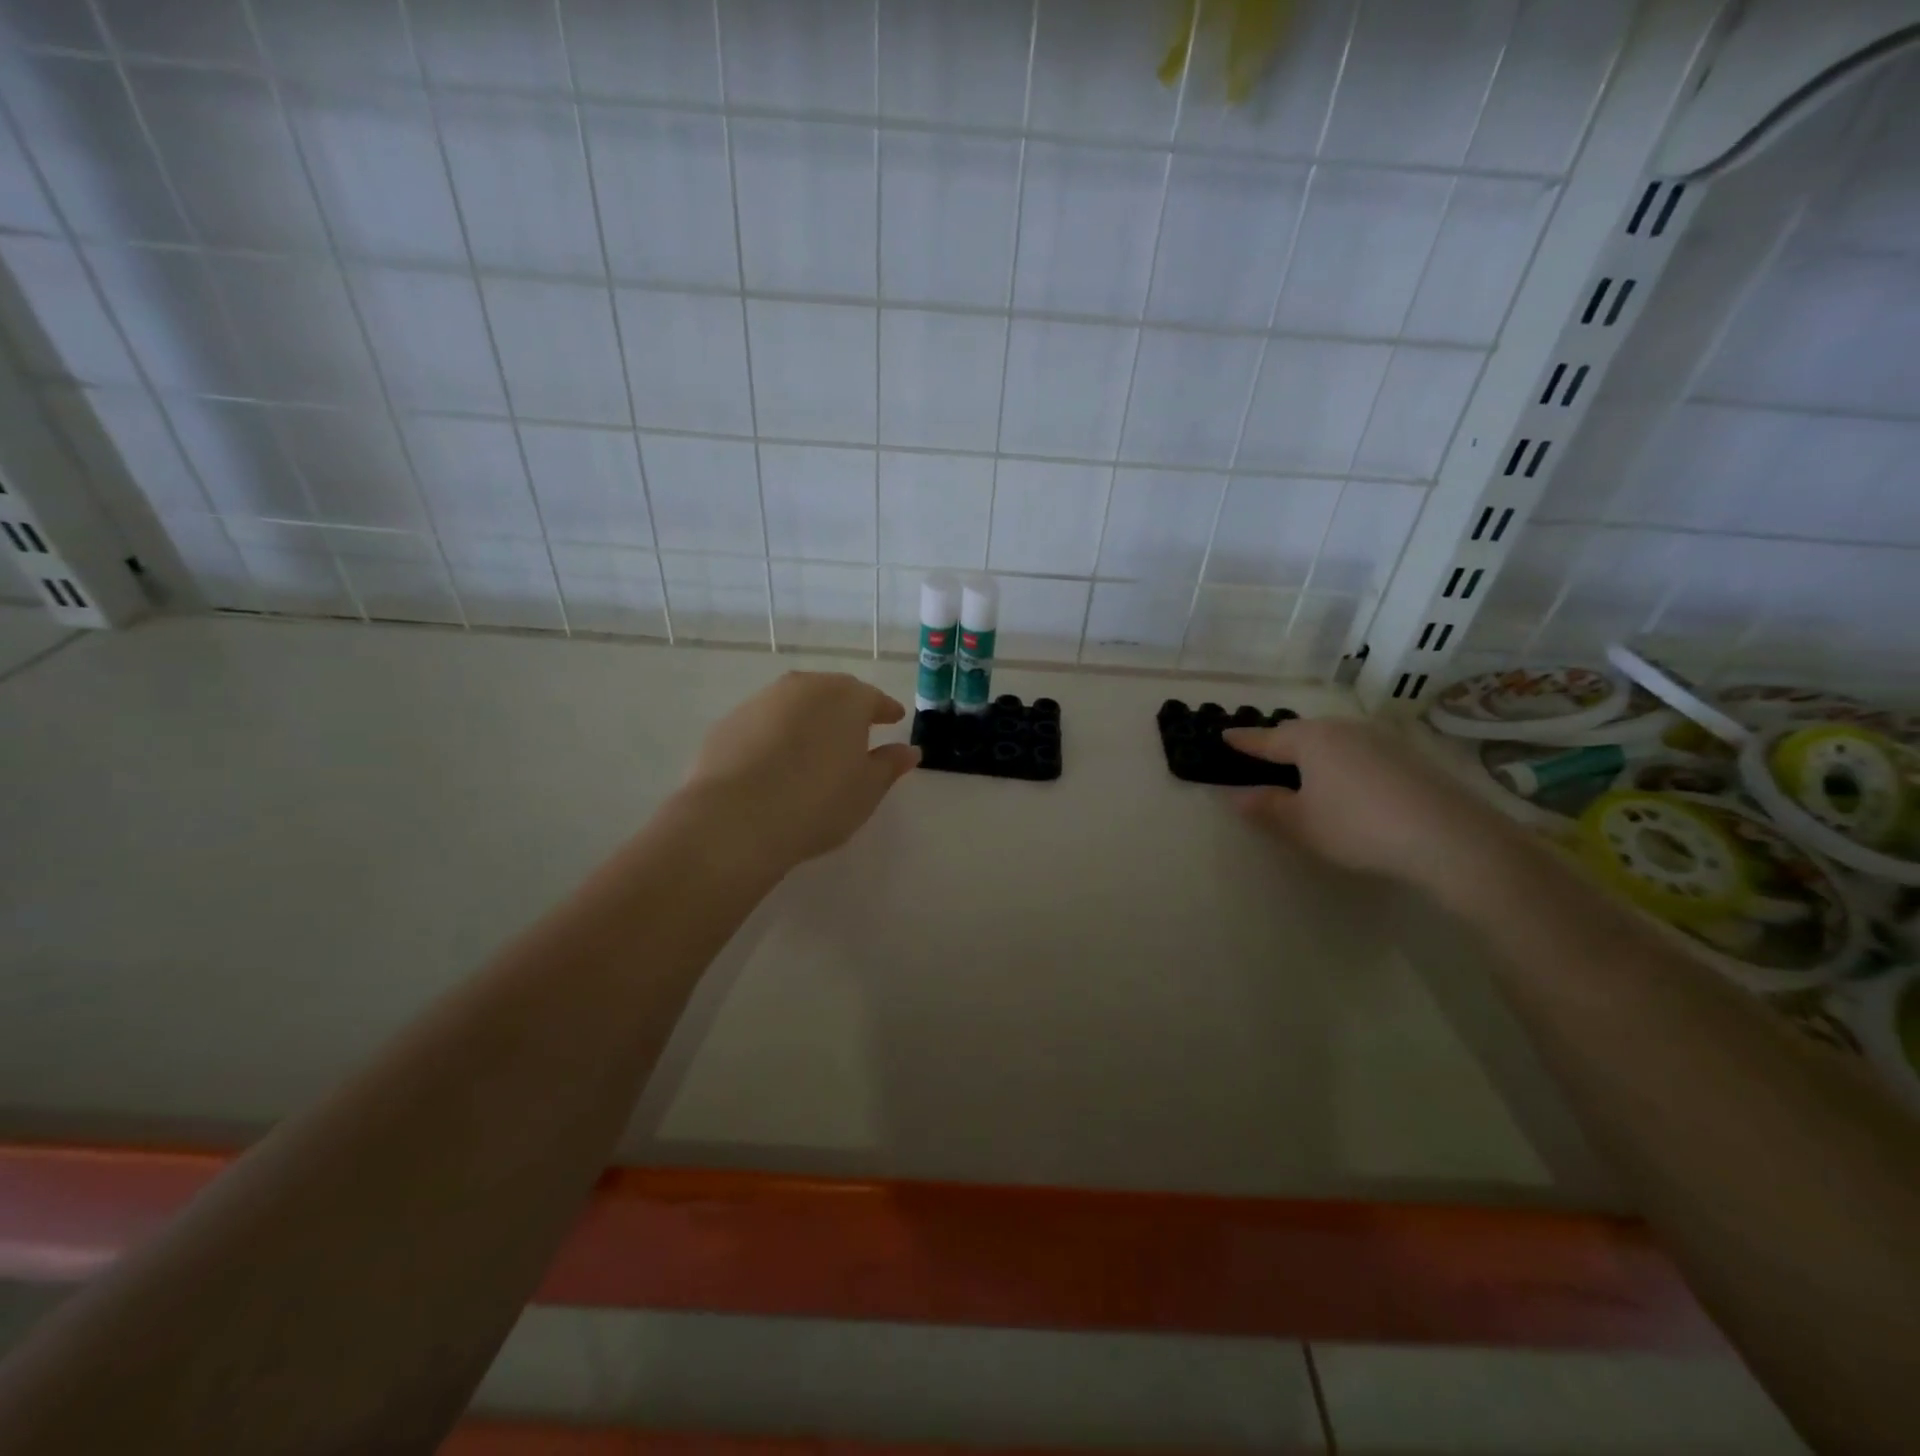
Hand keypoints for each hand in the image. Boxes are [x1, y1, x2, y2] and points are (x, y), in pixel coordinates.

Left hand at [683, 672, 919, 876]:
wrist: (736, 818)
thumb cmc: (818, 802)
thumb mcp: (867, 790)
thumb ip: (890, 765)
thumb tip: (909, 750)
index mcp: (847, 698)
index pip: (874, 699)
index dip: (886, 711)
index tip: (894, 719)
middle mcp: (805, 687)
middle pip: (834, 693)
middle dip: (847, 710)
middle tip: (856, 732)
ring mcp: (762, 700)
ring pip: (796, 704)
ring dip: (809, 719)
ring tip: (815, 747)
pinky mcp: (729, 721)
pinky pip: (765, 722)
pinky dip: (776, 734)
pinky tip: (776, 761)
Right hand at [1222, 716, 1517, 890]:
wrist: (1447, 836)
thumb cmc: (1357, 826)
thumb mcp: (1301, 823)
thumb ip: (1266, 807)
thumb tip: (1237, 795)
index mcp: (1310, 739)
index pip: (1266, 739)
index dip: (1243, 741)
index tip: (1224, 736)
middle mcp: (1342, 729)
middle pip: (1301, 733)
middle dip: (1279, 743)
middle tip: (1263, 757)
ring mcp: (1379, 739)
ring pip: (1333, 740)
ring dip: (1314, 753)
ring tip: (1304, 772)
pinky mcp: (1407, 756)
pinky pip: (1359, 751)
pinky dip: (1343, 763)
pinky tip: (1347, 784)